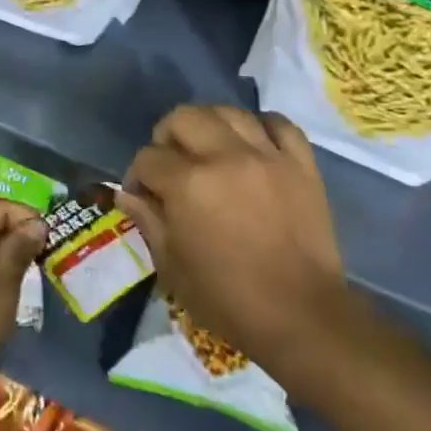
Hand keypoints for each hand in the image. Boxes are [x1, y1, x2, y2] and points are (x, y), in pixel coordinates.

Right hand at [117, 105, 345, 378]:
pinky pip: (281, 125)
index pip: (148, 157)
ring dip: (211, 124)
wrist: (302, 318)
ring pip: (230, 112)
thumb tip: (128, 194)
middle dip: (167, 136)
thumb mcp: (173, 268)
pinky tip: (254, 144)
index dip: (138, 175)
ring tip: (210, 147)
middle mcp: (225, 157)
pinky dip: (263, 127)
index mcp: (188, 184)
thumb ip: (148, 221)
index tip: (142, 194)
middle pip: (184, 117)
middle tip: (170, 163)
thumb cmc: (229, 300)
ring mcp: (267, 156)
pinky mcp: (302, 165)